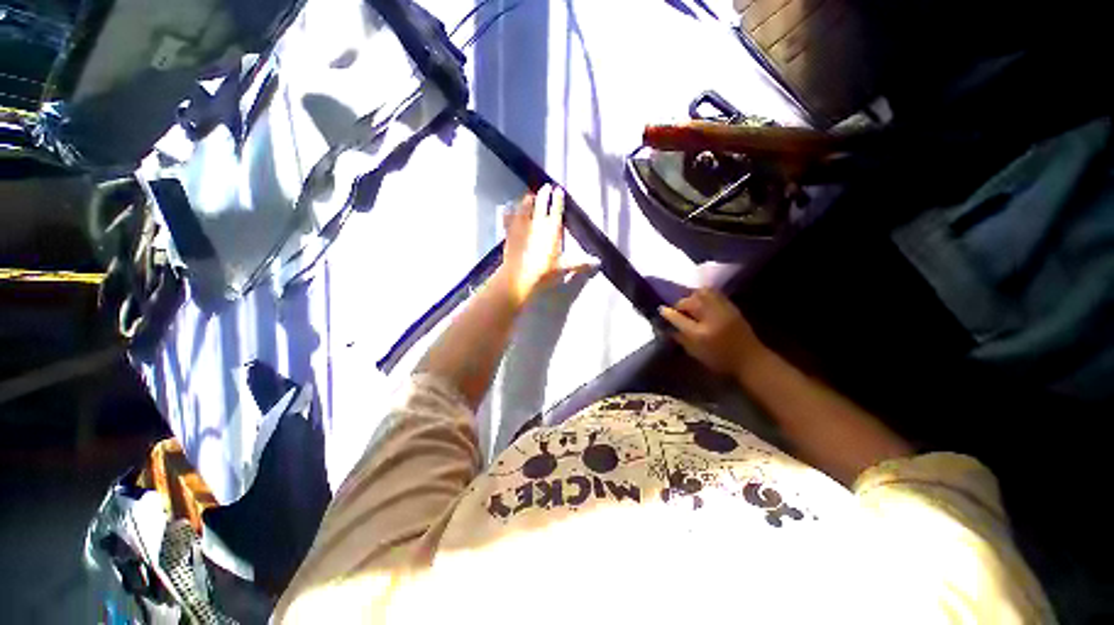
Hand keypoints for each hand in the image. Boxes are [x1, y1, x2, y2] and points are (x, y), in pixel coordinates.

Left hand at [495, 184, 587, 306]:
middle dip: (544, 194)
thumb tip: (598, 262)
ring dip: (527, 200)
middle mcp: (537, 223)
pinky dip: (509, 212)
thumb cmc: (544, 273)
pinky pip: (508, 218)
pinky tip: (508, 208)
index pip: (556, 209)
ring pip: (524, 207)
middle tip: (546, 187)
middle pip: (540, 203)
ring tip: (529, 195)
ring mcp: (521, 227)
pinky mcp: (509, 234)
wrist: (518, 279)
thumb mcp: (564, 268)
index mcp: (552, 229)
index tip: (558, 189)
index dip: (558, 198)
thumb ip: (581, 263)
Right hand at [659, 288, 764, 376]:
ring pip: (702, 293)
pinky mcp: (731, 307)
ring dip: (692, 296)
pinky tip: (702, 300)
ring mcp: (722, 310)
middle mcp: (710, 319)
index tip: (661, 310)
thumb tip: (668, 326)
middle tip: (679, 310)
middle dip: (681, 304)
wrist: (750, 360)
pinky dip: (705, 294)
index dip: (667, 313)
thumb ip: (680, 338)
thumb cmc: (720, 360)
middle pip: (689, 302)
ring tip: (691, 304)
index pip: (678, 318)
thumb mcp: (696, 353)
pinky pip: (714, 293)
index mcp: (699, 334)